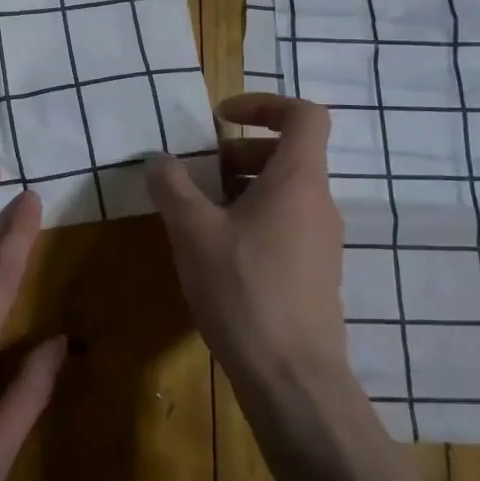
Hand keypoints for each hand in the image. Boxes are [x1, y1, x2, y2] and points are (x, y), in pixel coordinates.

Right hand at [146, 94, 346, 381]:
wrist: (292, 377)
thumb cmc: (243, 289)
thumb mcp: (192, 230)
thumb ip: (172, 186)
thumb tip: (158, 159)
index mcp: (298, 181)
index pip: (305, 116)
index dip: (265, 103)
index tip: (222, 116)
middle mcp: (318, 203)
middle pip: (288, 153)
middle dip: (239, 150)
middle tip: (198, 170)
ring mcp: (321, 241)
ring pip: (284, 191)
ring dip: (240, 186)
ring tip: (198, 210)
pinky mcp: (314, 272)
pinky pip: (285, 223)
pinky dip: (251, 217)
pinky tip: (216, 249)